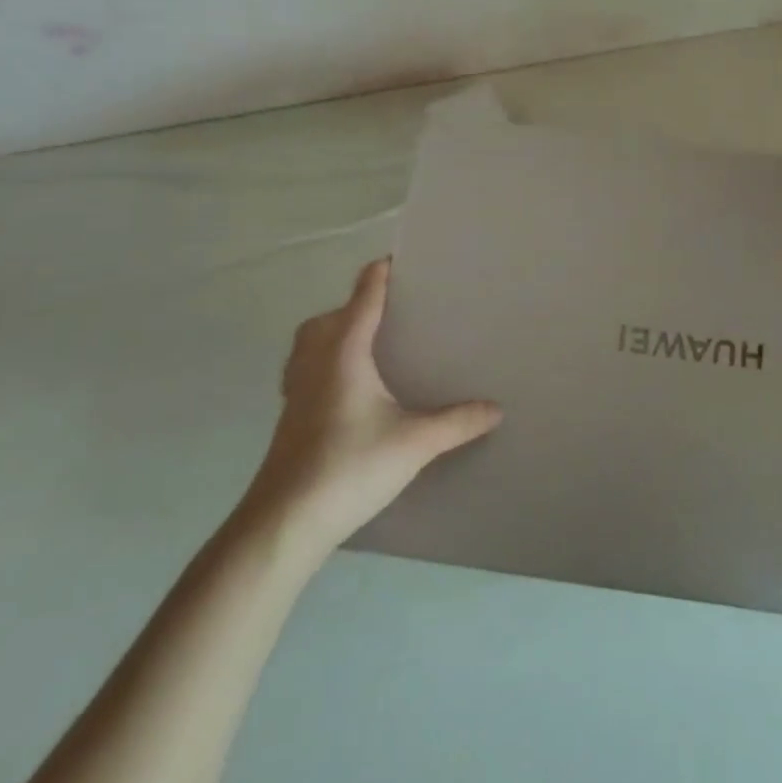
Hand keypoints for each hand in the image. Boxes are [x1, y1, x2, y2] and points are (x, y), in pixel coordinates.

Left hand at [244, 258, 502, 549]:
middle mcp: (315, 361)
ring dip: (334, 331)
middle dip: (357, 303)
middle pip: (330, 315)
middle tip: (394, 311)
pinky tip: (348, 389)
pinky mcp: (289, 415)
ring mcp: (296, 389)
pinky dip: (324, 361)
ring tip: (369, 344)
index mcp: (344, 352)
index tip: (401, 261)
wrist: (285, 521)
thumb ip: (457, 422)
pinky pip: (305, 367)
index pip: (363, 297)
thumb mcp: (414, 443)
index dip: (380, 274)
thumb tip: (496, 408)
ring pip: (310, 342)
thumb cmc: (350, 467)